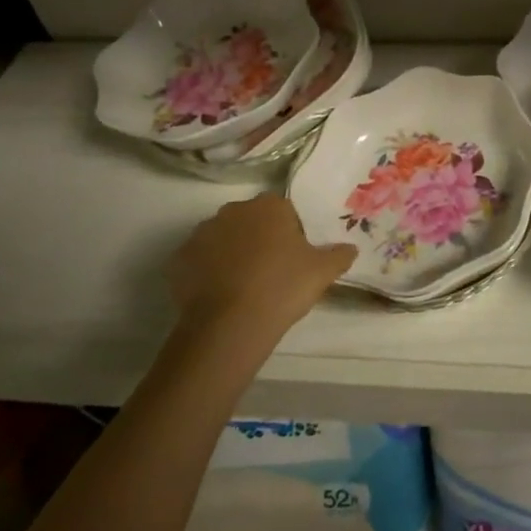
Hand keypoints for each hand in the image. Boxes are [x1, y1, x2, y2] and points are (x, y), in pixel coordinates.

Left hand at [164, 195, 356, 345]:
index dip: (289, 234)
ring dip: (231, 253)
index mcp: (270, 205)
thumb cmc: (282, 287)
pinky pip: (198, 260)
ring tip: (242, 288)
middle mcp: (234, 209)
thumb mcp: (322, 272)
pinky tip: (218, 296)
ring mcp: (202, 232)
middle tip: (269, 273)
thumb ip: (339, 255)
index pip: (283, 211)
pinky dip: (206, 272)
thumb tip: (351, 248)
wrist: (229, 324)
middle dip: (258, 239)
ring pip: (223, 238)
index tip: (293, 260)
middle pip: (251, 221)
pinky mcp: (179, 258)